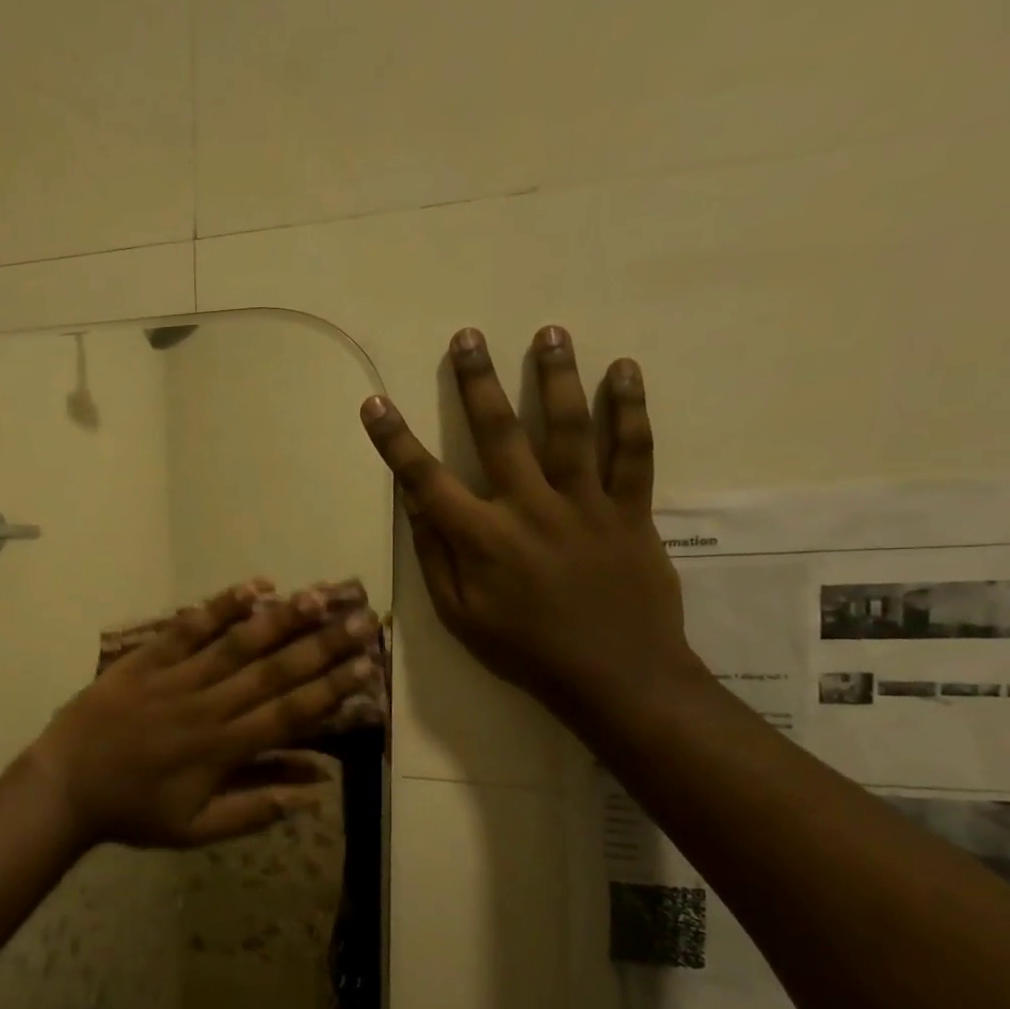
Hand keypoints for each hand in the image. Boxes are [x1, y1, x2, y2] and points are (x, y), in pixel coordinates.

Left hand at [27, 581, 379, 849]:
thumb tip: (314, 788)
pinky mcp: (146, 660)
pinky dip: (219, 607)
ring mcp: (176, 679)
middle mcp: (208, 707)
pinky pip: (187, 629)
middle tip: (362, 620)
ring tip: (318, 596)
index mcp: (223, 749)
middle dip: (322, 646)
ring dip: (281, 619)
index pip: (290, 713)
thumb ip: (255, 808)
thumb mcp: (196, 829)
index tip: (367, 666)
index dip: (332, 689)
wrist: (65, 786)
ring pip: (237, 644)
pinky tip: (252, 587)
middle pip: (274, 672)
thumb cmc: (133, 811)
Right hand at [359, 325, 699, 721]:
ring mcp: (585, 505)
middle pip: (499, 433)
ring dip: (556, 376)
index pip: (425, 479)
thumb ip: (434, 558)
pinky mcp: (630, 511)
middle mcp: (529, 509)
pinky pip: (634, 453)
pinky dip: (631, 410)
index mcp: (481, 539)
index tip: (375, 404)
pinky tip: (625, 370)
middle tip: (468, 337)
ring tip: (549, 331)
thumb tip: (413, 505)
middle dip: (478, 382)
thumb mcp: (460, 617)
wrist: (616, 677)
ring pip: (569, 429)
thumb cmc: (526, 651)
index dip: (395, 440)